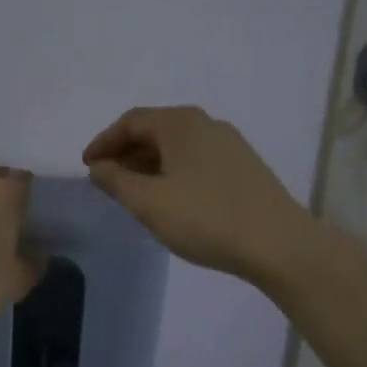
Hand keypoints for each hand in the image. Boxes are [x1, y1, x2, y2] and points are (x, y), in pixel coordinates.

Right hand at [83, 106, 317, 286]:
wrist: (279, 245)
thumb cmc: (206, 218)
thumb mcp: (149, 202)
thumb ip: (116, 181)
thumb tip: (98, 167)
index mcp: (180, 123)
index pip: (131, 121)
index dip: (104, 142)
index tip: (87, 166)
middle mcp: (206, 124)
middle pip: (155, 130)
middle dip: (126, 153)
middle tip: (107, 180)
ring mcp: (230, 145)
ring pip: (177, 147)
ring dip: (149, 164)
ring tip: (134, 193)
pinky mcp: (244, 167)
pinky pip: (196, 160)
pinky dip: (173, 172)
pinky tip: (171, 200)